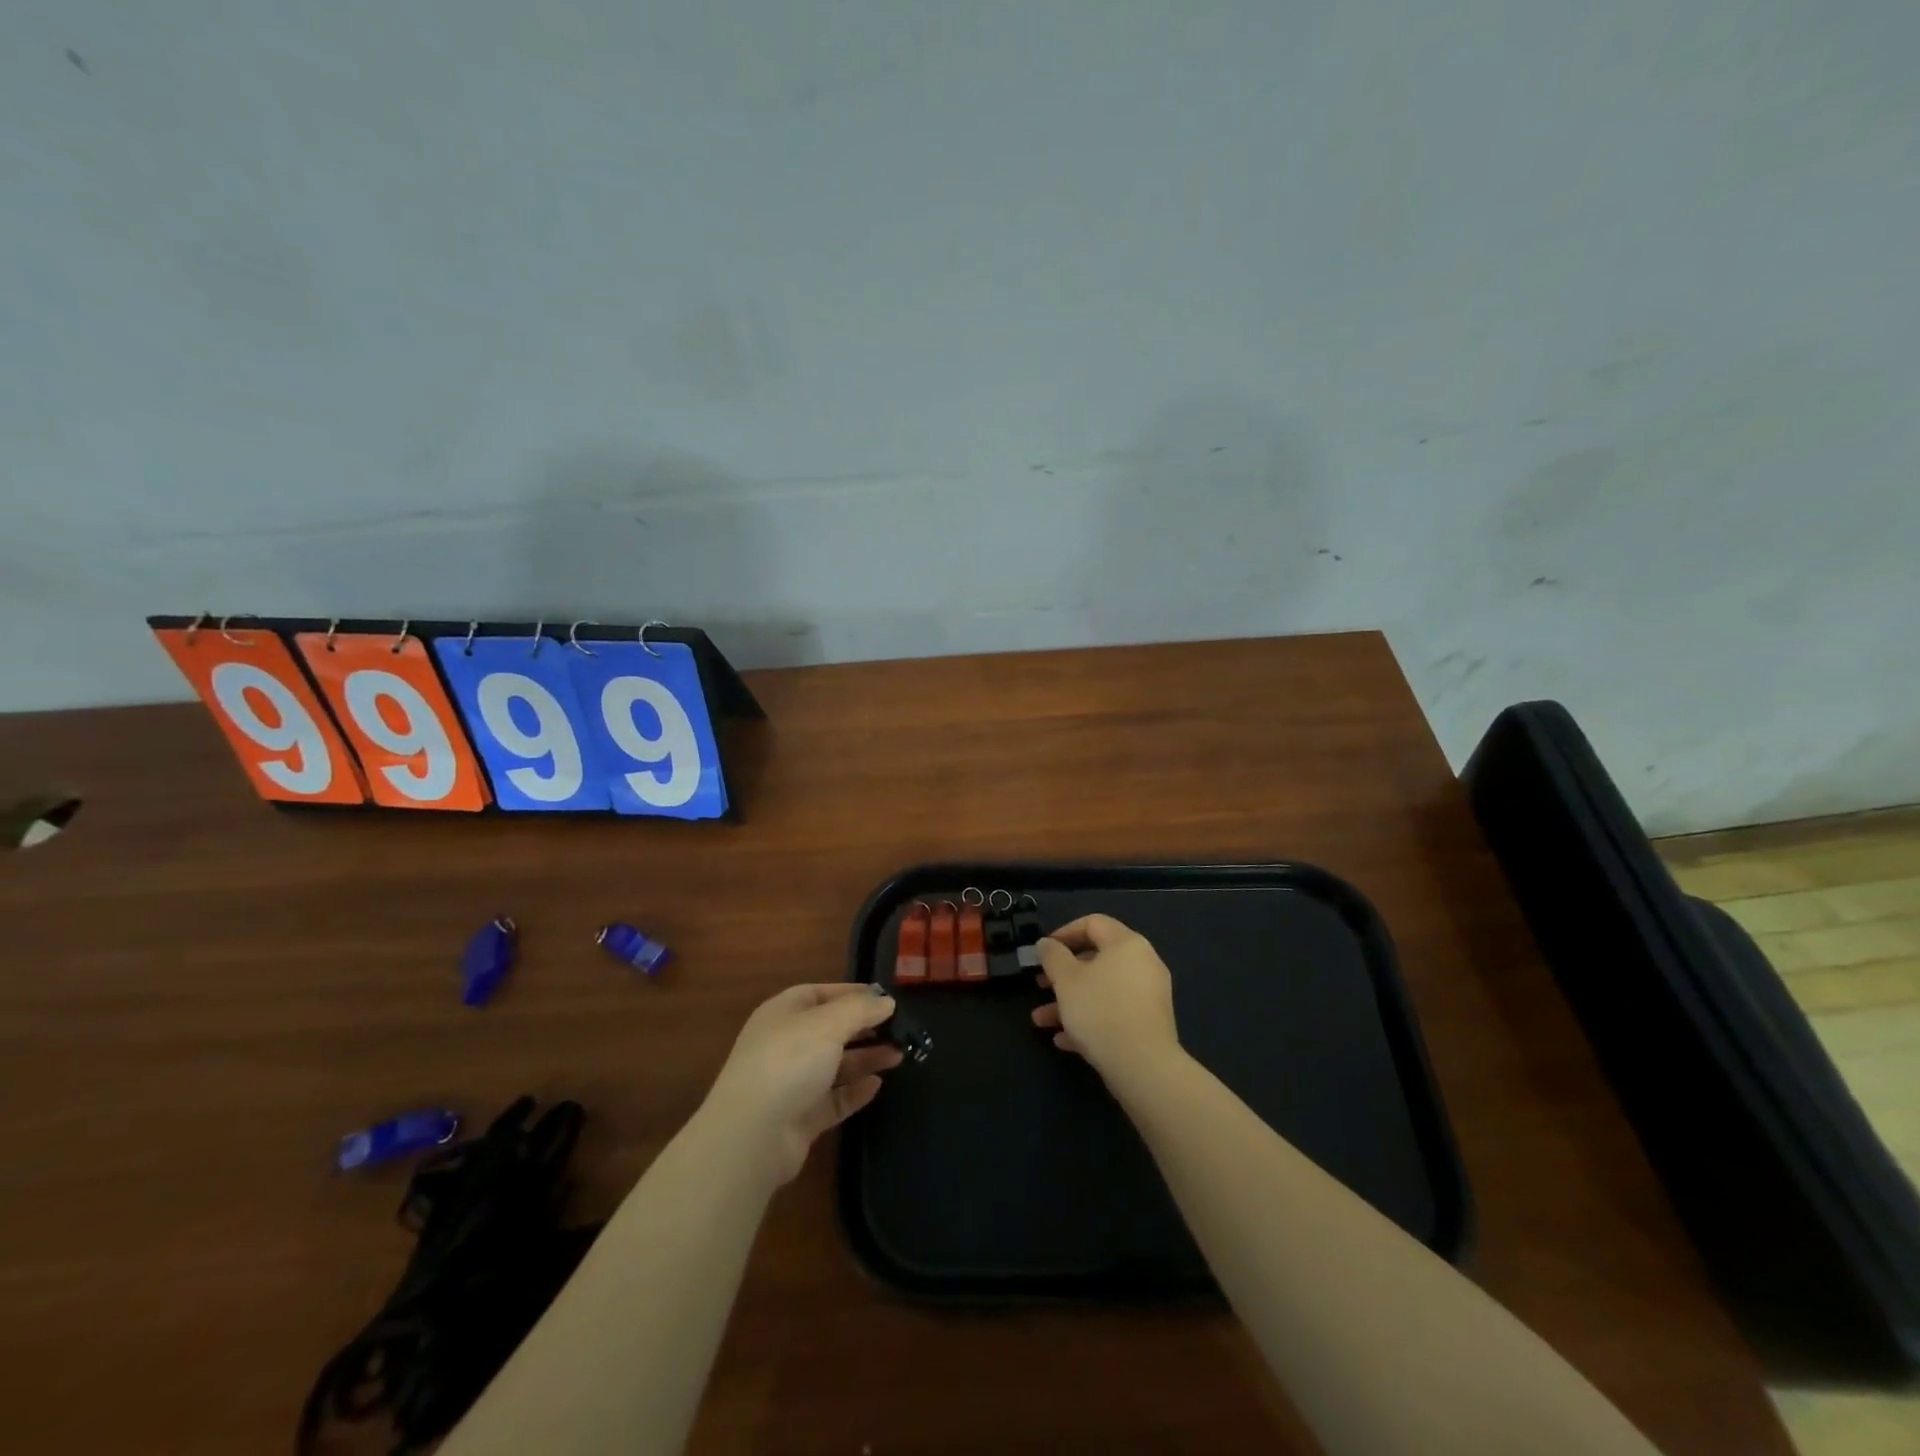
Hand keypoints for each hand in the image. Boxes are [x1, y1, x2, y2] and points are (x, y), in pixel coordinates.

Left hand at [701, 984, 902, 1185]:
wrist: (752, 1136)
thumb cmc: (789, 1061)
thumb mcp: (829, 1023)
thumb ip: (861, 1010)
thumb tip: (887, 1001)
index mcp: (783, 1013)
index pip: (820, 994)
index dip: (852, 993)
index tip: (885, 999)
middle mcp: (785, 1044)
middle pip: (830, 1030)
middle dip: (864, 1028)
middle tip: (900, 1029)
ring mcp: (791, 1083)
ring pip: (835, 1065)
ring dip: (866, 1058)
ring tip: (899, 1055)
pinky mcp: (800, 1118)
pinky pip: (833, 1099)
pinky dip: (855, 1091)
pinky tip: (878, 1085)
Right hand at [1032, 915, 1181, 1080]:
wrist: (1143, 1066)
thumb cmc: (1100, 1010)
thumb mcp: (1066, 980)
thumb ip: (1052, 956)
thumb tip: (1046, 944)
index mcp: (1127, 944)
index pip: (1093, 923)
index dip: (1064, 932)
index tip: (1043, 951)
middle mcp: (1143, 964)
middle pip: (1097, 959)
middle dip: (1063, 975)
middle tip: (1040, 985)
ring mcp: (1148, 995)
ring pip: (1102, 990)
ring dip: (1070, 1002)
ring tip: (1041, 1021)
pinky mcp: (1149, 1024)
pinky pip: (1114, 1013)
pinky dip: (1090, 1020)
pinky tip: (1064, 1040)